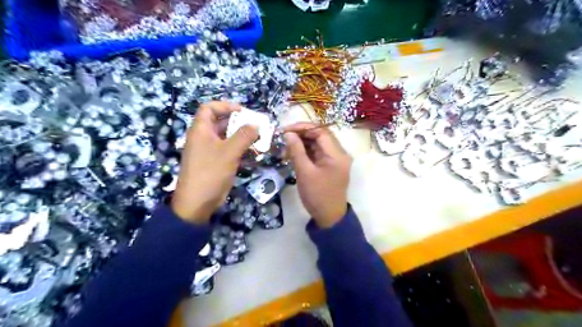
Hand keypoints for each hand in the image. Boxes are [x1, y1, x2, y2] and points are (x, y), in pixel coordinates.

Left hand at [170, 102, 256, 224]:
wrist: (198, 202)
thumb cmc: (210, 172)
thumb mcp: (229, 151)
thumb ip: (244, 135)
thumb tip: (256, 124)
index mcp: (201, 130)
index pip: (209, 108)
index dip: (225, 105)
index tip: (242, 111)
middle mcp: (204, 138)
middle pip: (220, 122)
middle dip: (238, 122)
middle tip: (256, 125)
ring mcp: (209, 151)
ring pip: (227, 138)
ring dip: (242, 137)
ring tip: (258, 139)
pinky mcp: (215, 163)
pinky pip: (229, 151)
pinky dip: (240, 149)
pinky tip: (253, 153)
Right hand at [282, 122, 349, 227]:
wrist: (329, 217)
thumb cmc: (317, 195)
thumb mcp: (304, 172)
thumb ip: (296, 150)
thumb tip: (288, 134)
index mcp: (337, 154)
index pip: (321, 131)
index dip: (303, 128)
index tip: (285, 130)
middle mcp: (339, 153)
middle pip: (320, 136)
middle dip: (301, 134)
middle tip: (284, 137)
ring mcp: (336, 160)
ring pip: (318, 144)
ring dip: (302, 143)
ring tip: (286, 147)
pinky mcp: (331, 166)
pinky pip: (318, 153)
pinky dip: (306, 152)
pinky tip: (293, 154)